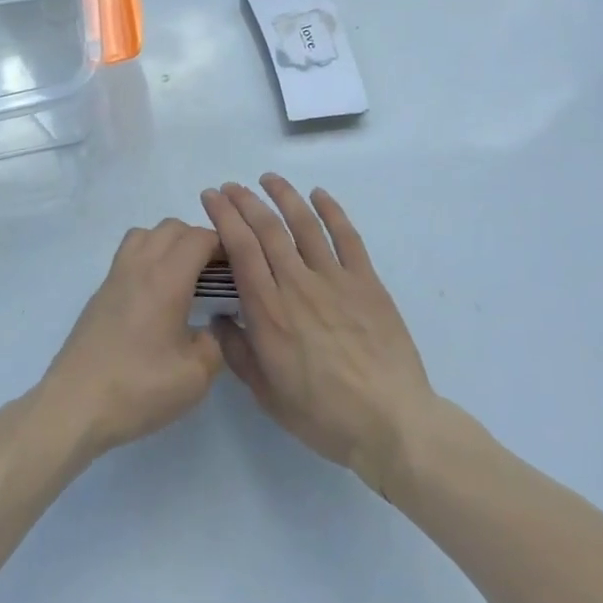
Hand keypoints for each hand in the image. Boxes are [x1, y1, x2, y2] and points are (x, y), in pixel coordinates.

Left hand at [39, 218, 224, 458]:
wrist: (76, 403)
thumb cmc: (139, 387)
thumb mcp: (195, 376)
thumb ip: (214, 343)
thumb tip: (211, 326)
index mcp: (166, 278)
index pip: (199, 238)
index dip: (222, 245)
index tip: (237, 267)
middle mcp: (140, 265)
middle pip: (172, 228)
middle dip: (198, 240)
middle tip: (215, 273)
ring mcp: (116, 275)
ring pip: (146, 234)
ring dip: (169, 243)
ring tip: (184, 276)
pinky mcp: (101, 291)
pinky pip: (129, 253)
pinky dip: (148, 256)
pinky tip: (156, 294)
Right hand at [201, 176, 435, 489]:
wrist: (391, 424)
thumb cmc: (323, 415)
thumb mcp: (266, 394)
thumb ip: (237, 352)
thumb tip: (220, 317)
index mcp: (269, 311)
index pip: (240, 248)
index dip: (223, 216)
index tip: (211, 197)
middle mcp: (297, 284)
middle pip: (267, 228)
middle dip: (244, 201)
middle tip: (230, 186)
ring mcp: (335, 279)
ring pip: (304, 224)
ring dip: (283, 195)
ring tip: (268, 178)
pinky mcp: (367, 282)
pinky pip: (347, 236)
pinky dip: (332, 210)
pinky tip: (319, 194)